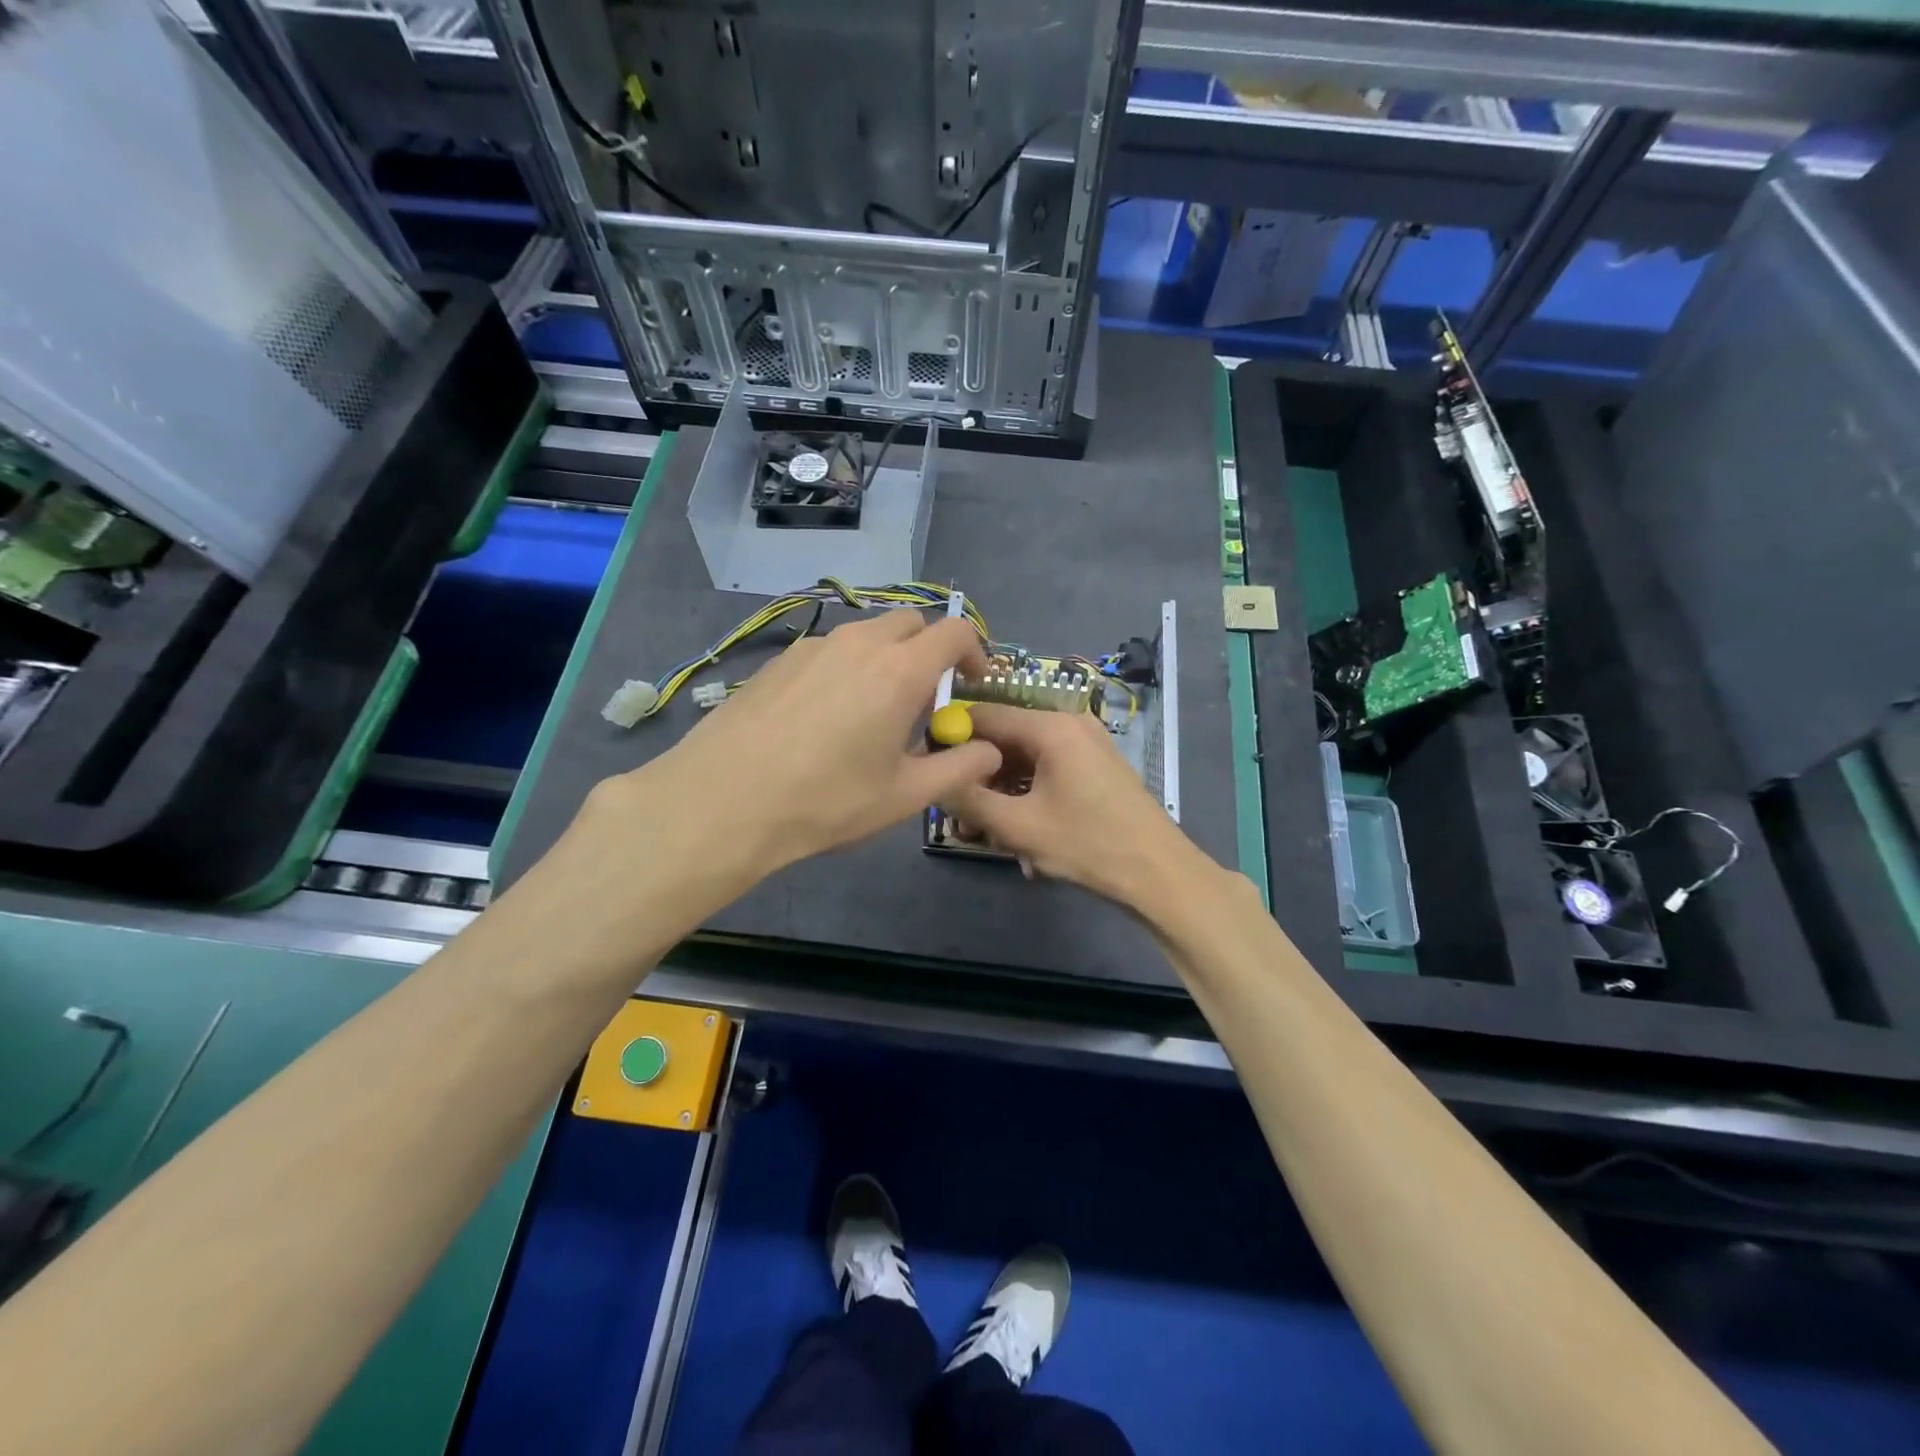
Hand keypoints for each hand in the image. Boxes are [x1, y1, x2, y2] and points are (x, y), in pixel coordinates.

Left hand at [598, 611, 1002, 878]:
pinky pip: (829, 650)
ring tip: (875, 711)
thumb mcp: (904, 796)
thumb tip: (990, 750)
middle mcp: (859, 643)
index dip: (975, 651)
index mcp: (900, 670)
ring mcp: (813, 647)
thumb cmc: (826, 801)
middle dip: (930, 651)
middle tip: (925, 700)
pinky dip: (847, 667)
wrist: (724, 801)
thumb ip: (958, 768)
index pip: (955, 631)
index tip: (973, 684)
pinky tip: (826, 716)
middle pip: (911, 624)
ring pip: (867, 634)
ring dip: (887, 658)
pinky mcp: (779, 660)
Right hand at [942, 703, 1204, 907]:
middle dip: (979, 775)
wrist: (1158, 873)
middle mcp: (1069, 724)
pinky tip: (1021, 833)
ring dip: (1002, 792)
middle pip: (1005, 738)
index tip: (933, 770)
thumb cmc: (1087, 845)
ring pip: (1025, 759)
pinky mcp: (1095, 766)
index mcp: (1051, 727)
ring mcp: (1086, 744)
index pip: (984, 714)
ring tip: (988, 833)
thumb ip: (969, 798)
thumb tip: (934, 778)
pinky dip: (1027, 795)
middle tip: (959, 814)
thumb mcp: (1018, 826)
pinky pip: (1047, 770)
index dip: (953, 738)